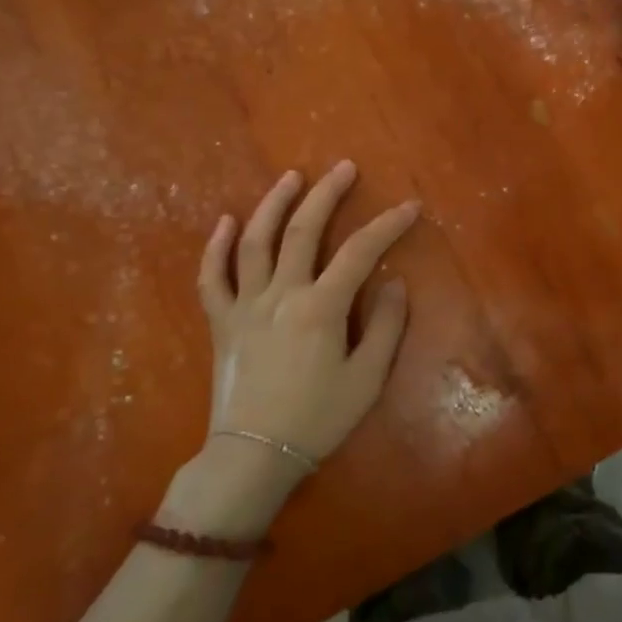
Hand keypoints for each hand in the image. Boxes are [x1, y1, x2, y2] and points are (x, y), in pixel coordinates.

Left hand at [161, 163, 419, 533]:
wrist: (254, 454)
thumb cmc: (317, 419)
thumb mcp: (367, 378)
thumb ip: (384, 326)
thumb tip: (393, 283)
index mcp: (320, 308)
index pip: (360, 252)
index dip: (387, 225)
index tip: (409, 207)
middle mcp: (281, 294)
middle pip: (303, 231)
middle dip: (327, 194)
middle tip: (344, 167)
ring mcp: (245, 304)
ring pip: (255, 241)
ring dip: (273, 204)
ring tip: (292, 177)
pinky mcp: (221, 320)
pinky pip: (212, 276)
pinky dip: (216, 246)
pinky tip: (226, 221)